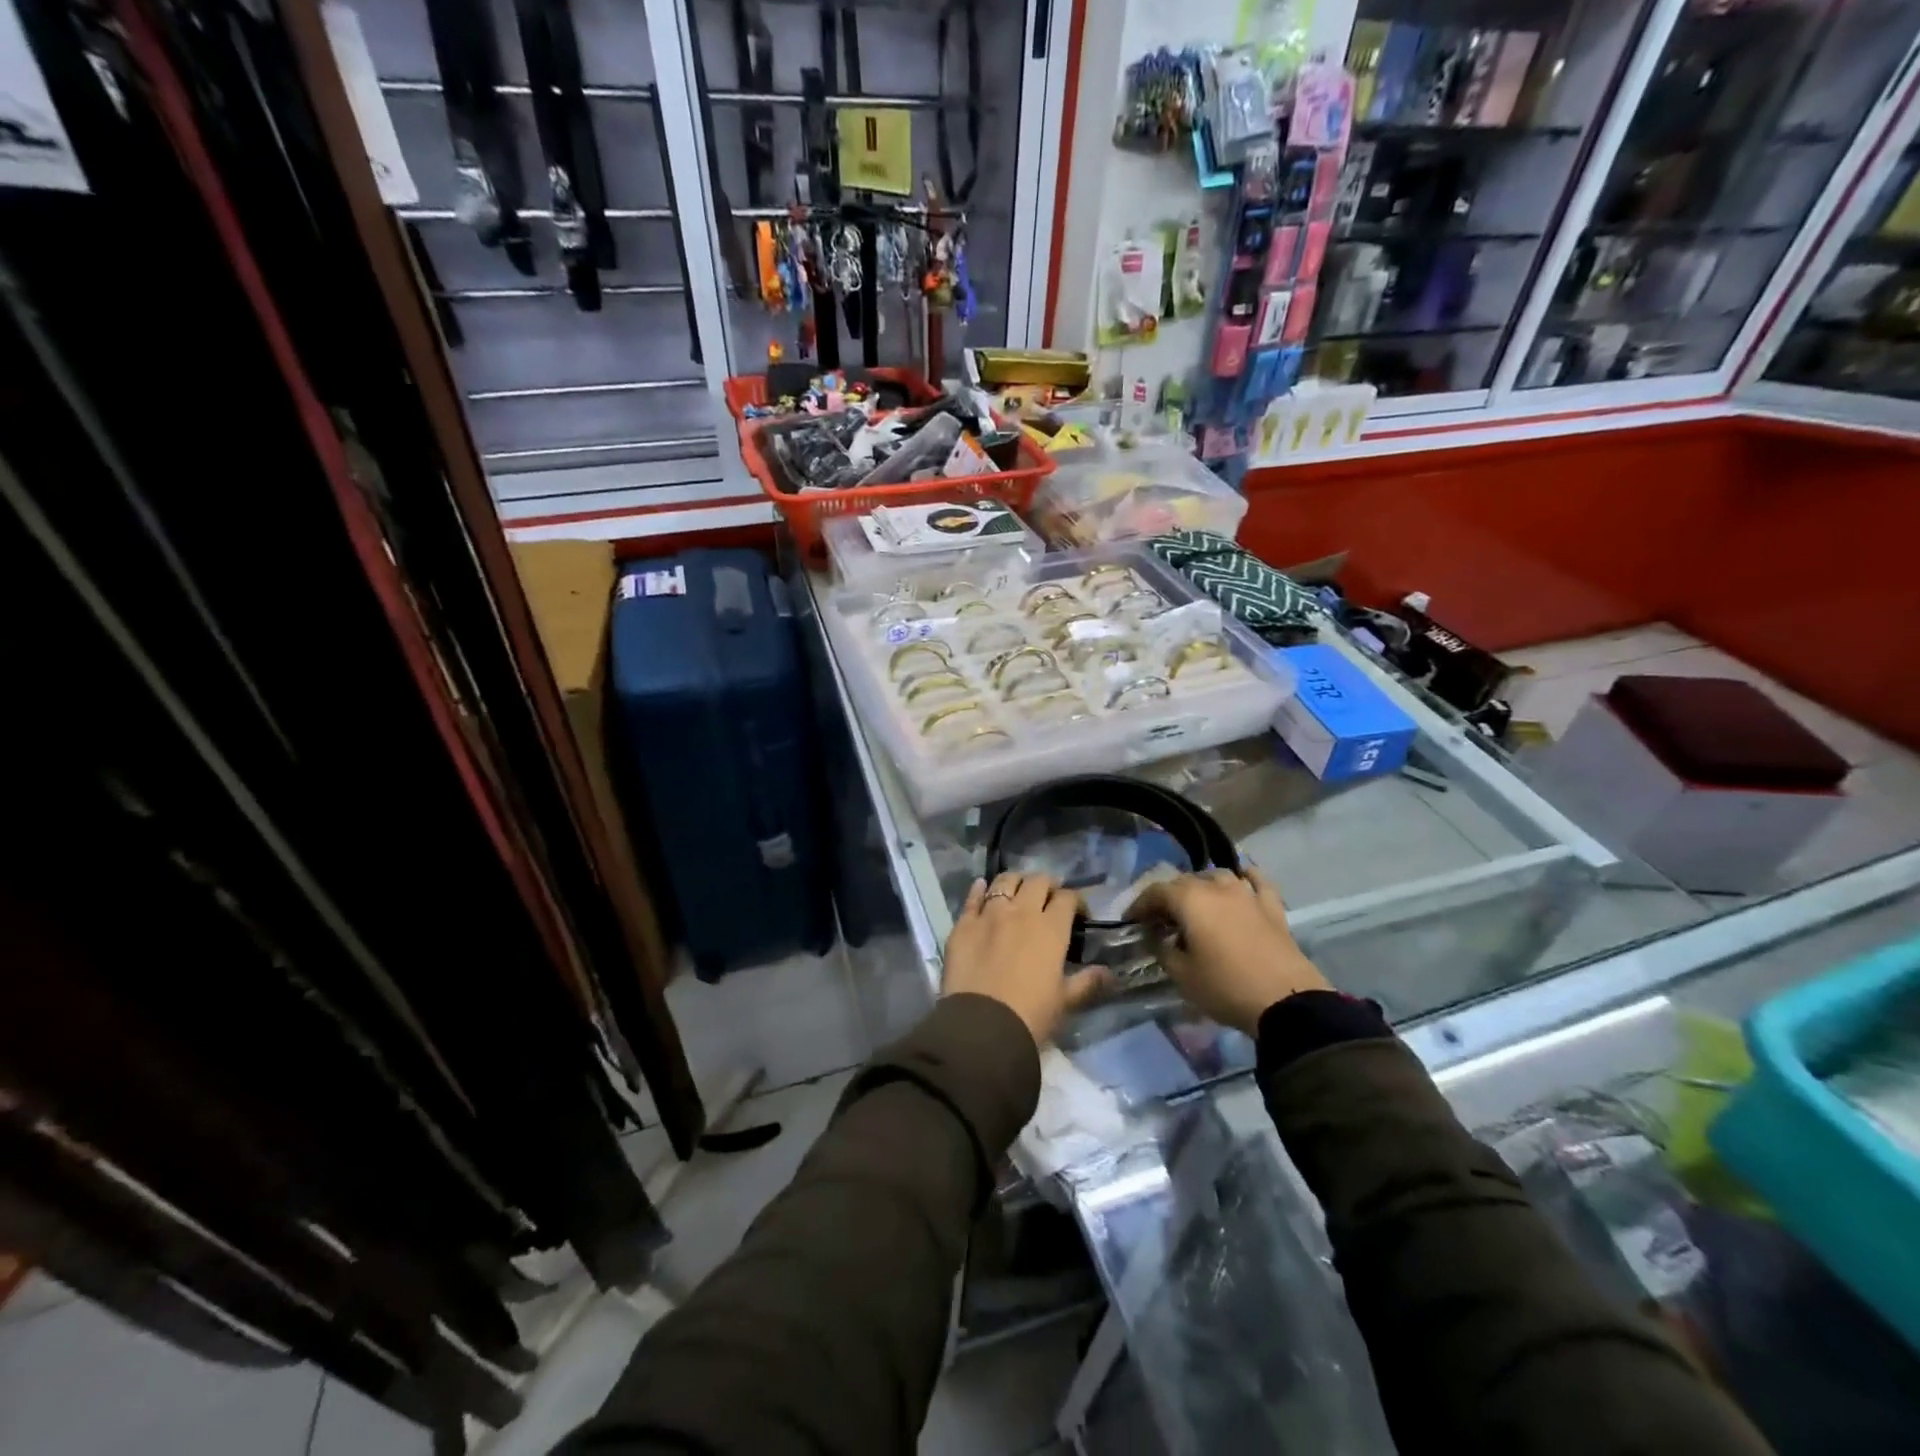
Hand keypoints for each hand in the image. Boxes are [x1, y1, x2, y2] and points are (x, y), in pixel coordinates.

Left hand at [943, 872, 1108, 1047]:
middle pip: (1037, 881)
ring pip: (1004, 881)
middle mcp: (1021, 911)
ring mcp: (989, 914)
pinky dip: (979, 889)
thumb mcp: (1064, 1001)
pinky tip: (982, 888)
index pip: (1067, 898)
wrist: (982, 1026)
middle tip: (1048, 898)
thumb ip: (1086, 982)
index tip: (1077, 913)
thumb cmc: (1030, 1015)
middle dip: (1046, 885)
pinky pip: (972, 897)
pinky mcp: (963, 924)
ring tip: (1017, 890)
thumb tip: (1109, 973)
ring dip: (1015, 882)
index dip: (1074, 901)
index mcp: (1051, 928)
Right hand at [1129, 868, 1328, 1032]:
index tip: (1131, 920)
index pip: (1156, 892)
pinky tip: (1242, 879)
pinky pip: (1256, 882)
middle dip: (1168, 897)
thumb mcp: (1182, 975)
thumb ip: (1162, 949)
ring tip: (1195, 904)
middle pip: (1185, 882)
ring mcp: (1247, 894)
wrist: (1286, 1002)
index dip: (1140, 904)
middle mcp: (1217, 887)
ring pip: (1218, 877)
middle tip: (1159, 919)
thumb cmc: (1225, 987)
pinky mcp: (1272, 907)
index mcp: (1190, 899)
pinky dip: (1246, 878)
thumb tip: (1156, 936)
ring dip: (1202, 886)